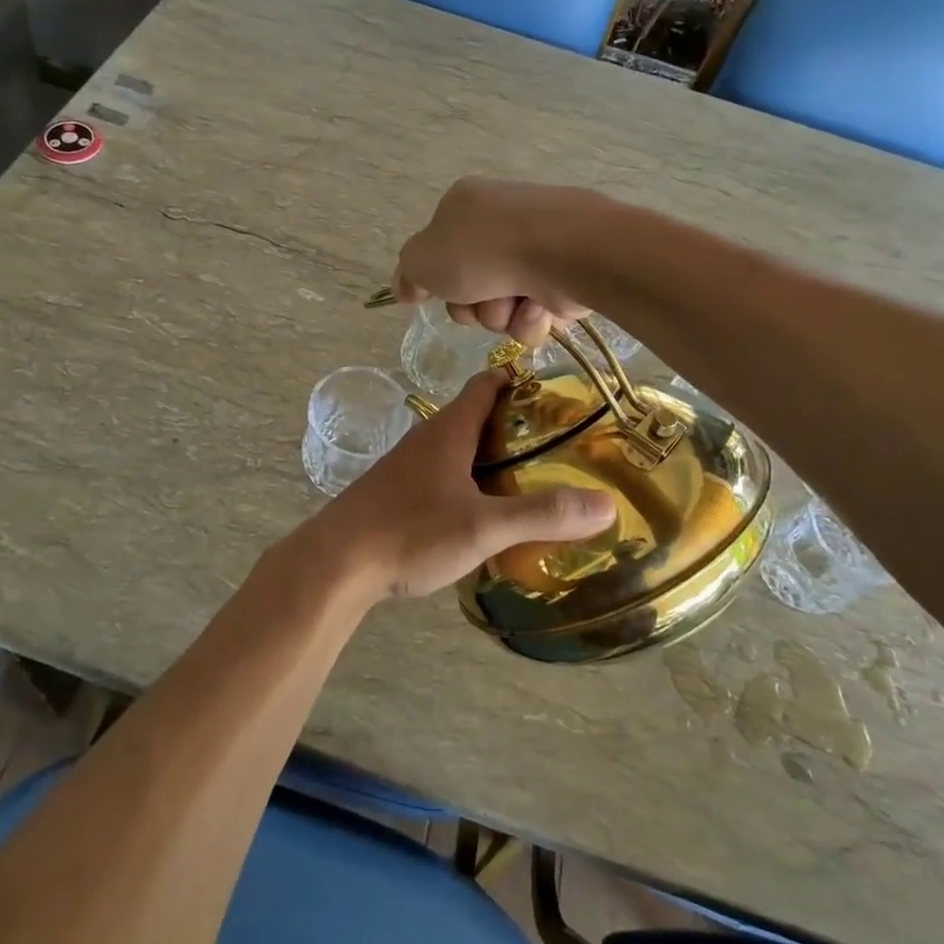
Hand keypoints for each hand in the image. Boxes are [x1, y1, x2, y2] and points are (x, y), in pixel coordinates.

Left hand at [311, 371, 614, 600]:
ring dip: (494, 458)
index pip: (488, 384)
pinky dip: (472, 483)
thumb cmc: (411, 531)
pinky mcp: (399, 493)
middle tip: (562, 447)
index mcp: (449, 430)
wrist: (337, 562)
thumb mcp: (483, 526)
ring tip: (535, 481)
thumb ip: (542, 514)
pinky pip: (445, 476)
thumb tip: (606, 504)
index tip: (561, 396)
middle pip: (478, 417)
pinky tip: (488, 514)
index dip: (522, 381)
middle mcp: (428, 438)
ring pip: (461, 449)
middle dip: (518, 426)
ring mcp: (410, 466)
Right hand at [392, 177, 591, 344]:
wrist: (559, 251)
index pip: (439, 252)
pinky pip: (536, 313)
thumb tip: (407, 288)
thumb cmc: (481, 250)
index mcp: (465, 206)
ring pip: (502, 305)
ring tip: (514, 303)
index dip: (437, 281)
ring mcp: (537, 248)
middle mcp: (502, 223)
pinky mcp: (567, 274)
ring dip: (501, 314)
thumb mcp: (421, 259)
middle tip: (477, 300)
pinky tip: (538, 307)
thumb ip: (407, 274)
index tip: (438, 294)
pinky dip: (532, 317)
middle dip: (471, 306)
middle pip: (470, 286)